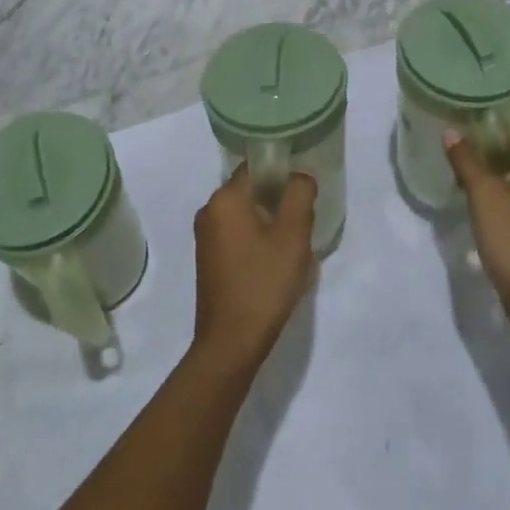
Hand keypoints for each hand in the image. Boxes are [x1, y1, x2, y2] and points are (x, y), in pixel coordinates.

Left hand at [191, 169, 316, 368]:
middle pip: (251, 189)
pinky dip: (257, 238)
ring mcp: (205, 237)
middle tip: (303, 221)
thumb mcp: (293, 235)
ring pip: (246, 213)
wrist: (230, 344)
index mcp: (225, 198)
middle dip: (278, 200)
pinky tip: (275, 262)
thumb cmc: (264, 283)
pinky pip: (237, 234)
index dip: (283, 172)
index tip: (303, 191)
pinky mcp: (208, 259)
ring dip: (270, 222)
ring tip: (293, 244)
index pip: (256, 166)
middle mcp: (209, 210)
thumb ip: (299, 195)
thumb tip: (299, 177)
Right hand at [445, 126, 509, 334]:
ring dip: (489, 171)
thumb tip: (451, 131)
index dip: (484, 125)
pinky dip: (499, 190)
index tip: (456, 124)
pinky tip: (475, 197)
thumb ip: (466, 159)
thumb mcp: (483, 194)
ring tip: (457, 169)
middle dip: (483, 148)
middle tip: (451, 146)